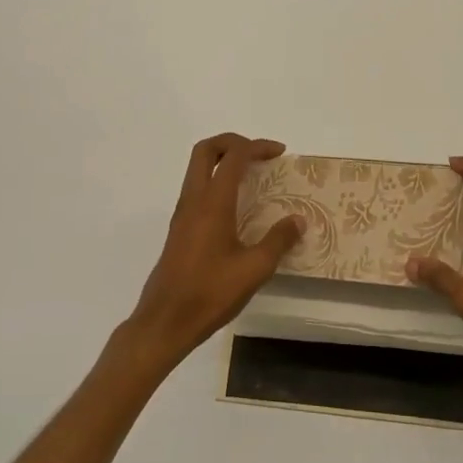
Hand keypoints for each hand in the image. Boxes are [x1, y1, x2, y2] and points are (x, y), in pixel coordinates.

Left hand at [123, 133, 303, 368]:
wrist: (165, 321)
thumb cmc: (210, 293)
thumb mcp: (254, 269)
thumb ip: (278, 241)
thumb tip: (297, 221)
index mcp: (212, 203)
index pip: (234, 157)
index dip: (258, 147)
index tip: (280, 153)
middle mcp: (193, 200)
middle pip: (206, 150)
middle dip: (233, 142)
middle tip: (259, 153)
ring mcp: (182, 214)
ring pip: (197, 168)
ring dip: (222, 161)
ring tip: (251, 176)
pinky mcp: (179, 228)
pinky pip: (196, 188)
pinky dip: (215, 181)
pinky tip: (235, 206)